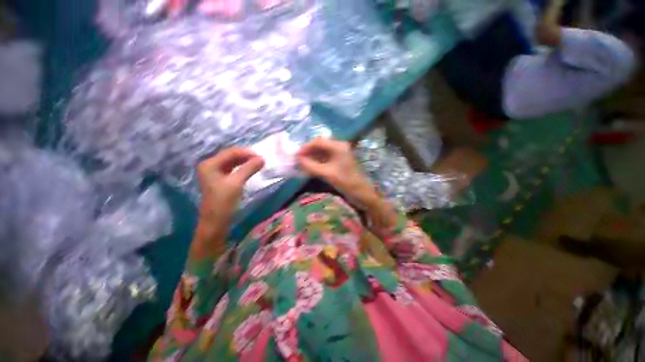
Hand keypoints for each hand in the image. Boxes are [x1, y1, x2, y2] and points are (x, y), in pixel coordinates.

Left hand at [197, 147, 264, 220]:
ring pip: (233, 162)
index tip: (261, 156)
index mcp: (210, 164)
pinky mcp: (221, 180)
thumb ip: (249, 169)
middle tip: (261, 160)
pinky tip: (251, 169)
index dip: (246, 153)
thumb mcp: (236, 183)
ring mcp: (215, 173)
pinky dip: (243, 168)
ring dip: (245, 162)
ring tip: (258, 163)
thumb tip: (262, 159)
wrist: (216, 222)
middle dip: (246, 156)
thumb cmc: (223, 201)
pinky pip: (233, 169)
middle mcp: (211, 166)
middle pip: (231, 156)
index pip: (230, 152)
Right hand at [297, 138, 376, 204]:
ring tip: (301, 163)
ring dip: (311, 157)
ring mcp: (339, 154)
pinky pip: (325, 158)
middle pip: (319, 145)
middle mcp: (339, 147)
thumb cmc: (346, 182)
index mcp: (338, 146)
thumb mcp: (327, 174)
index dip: (306, 147)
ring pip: (321, 152)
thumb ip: (311, 166)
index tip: (296, 155)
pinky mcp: (338, 161)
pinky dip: (316, 161)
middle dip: (308, 152)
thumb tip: (297, 159)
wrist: (361, 193)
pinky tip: (309, 167)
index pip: (318, 142)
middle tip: (297, 160)